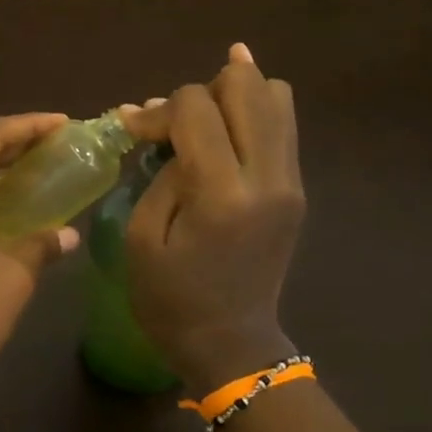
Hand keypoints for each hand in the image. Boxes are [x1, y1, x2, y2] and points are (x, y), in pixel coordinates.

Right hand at [123, 45, 305, 389]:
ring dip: (234, 95)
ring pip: (276, 97)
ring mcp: (290, 182)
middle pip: (246, 86)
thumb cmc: (171, 299)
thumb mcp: (142, 237)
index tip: (135, 131)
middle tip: (174, 122)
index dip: (158, 110)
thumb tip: (169, 130)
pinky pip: (282, 126)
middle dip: (202, 90)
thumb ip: (161, 174)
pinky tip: (226, 117)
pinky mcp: (296, 190)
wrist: (231, 344)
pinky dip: (253, 112)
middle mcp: (267, 178)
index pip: (196, 108)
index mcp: (221, 194)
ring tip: (202, 117)